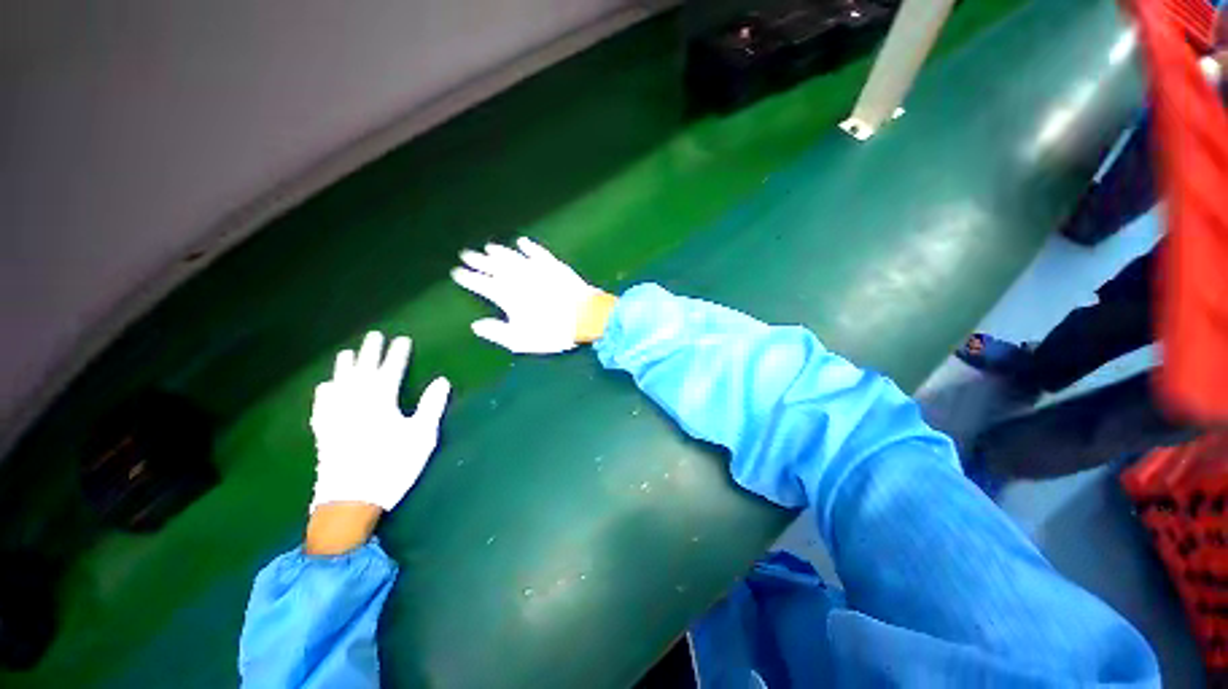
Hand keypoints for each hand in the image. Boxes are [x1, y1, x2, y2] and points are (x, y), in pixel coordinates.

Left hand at [309, 332, 450, 512]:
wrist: (351, 500)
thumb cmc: (392, 465)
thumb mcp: (421, 436)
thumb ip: (431, 405)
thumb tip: (441, 380)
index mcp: (381, 403)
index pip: (390, 371)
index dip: (397, 355)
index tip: (402, 340)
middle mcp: (355, 403)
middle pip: (362, 371)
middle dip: (369, 352)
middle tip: (373, 335)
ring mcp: (336, 417)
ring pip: (339, 384)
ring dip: (344, 367)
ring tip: (347, 353)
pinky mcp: (325, 433)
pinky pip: (322, 406)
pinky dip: (324, 393)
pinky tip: (324, 387)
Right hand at [451, 238, 610, 352]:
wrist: (586, 317)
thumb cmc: (554, 332)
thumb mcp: (522, 340)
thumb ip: (498, 332)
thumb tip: (477, 325)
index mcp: (508, 295)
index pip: (482, 283)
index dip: (469, 278)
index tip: (457, 273)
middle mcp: (519, 278)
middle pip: (494, 266)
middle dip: (478, 261)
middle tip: (466, 255)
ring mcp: (537, 269)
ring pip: (513, 256)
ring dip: (499, 252)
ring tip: (488, 248)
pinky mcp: (554, 265)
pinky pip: (538, 252)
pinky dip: (529, 247)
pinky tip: (522, 242)